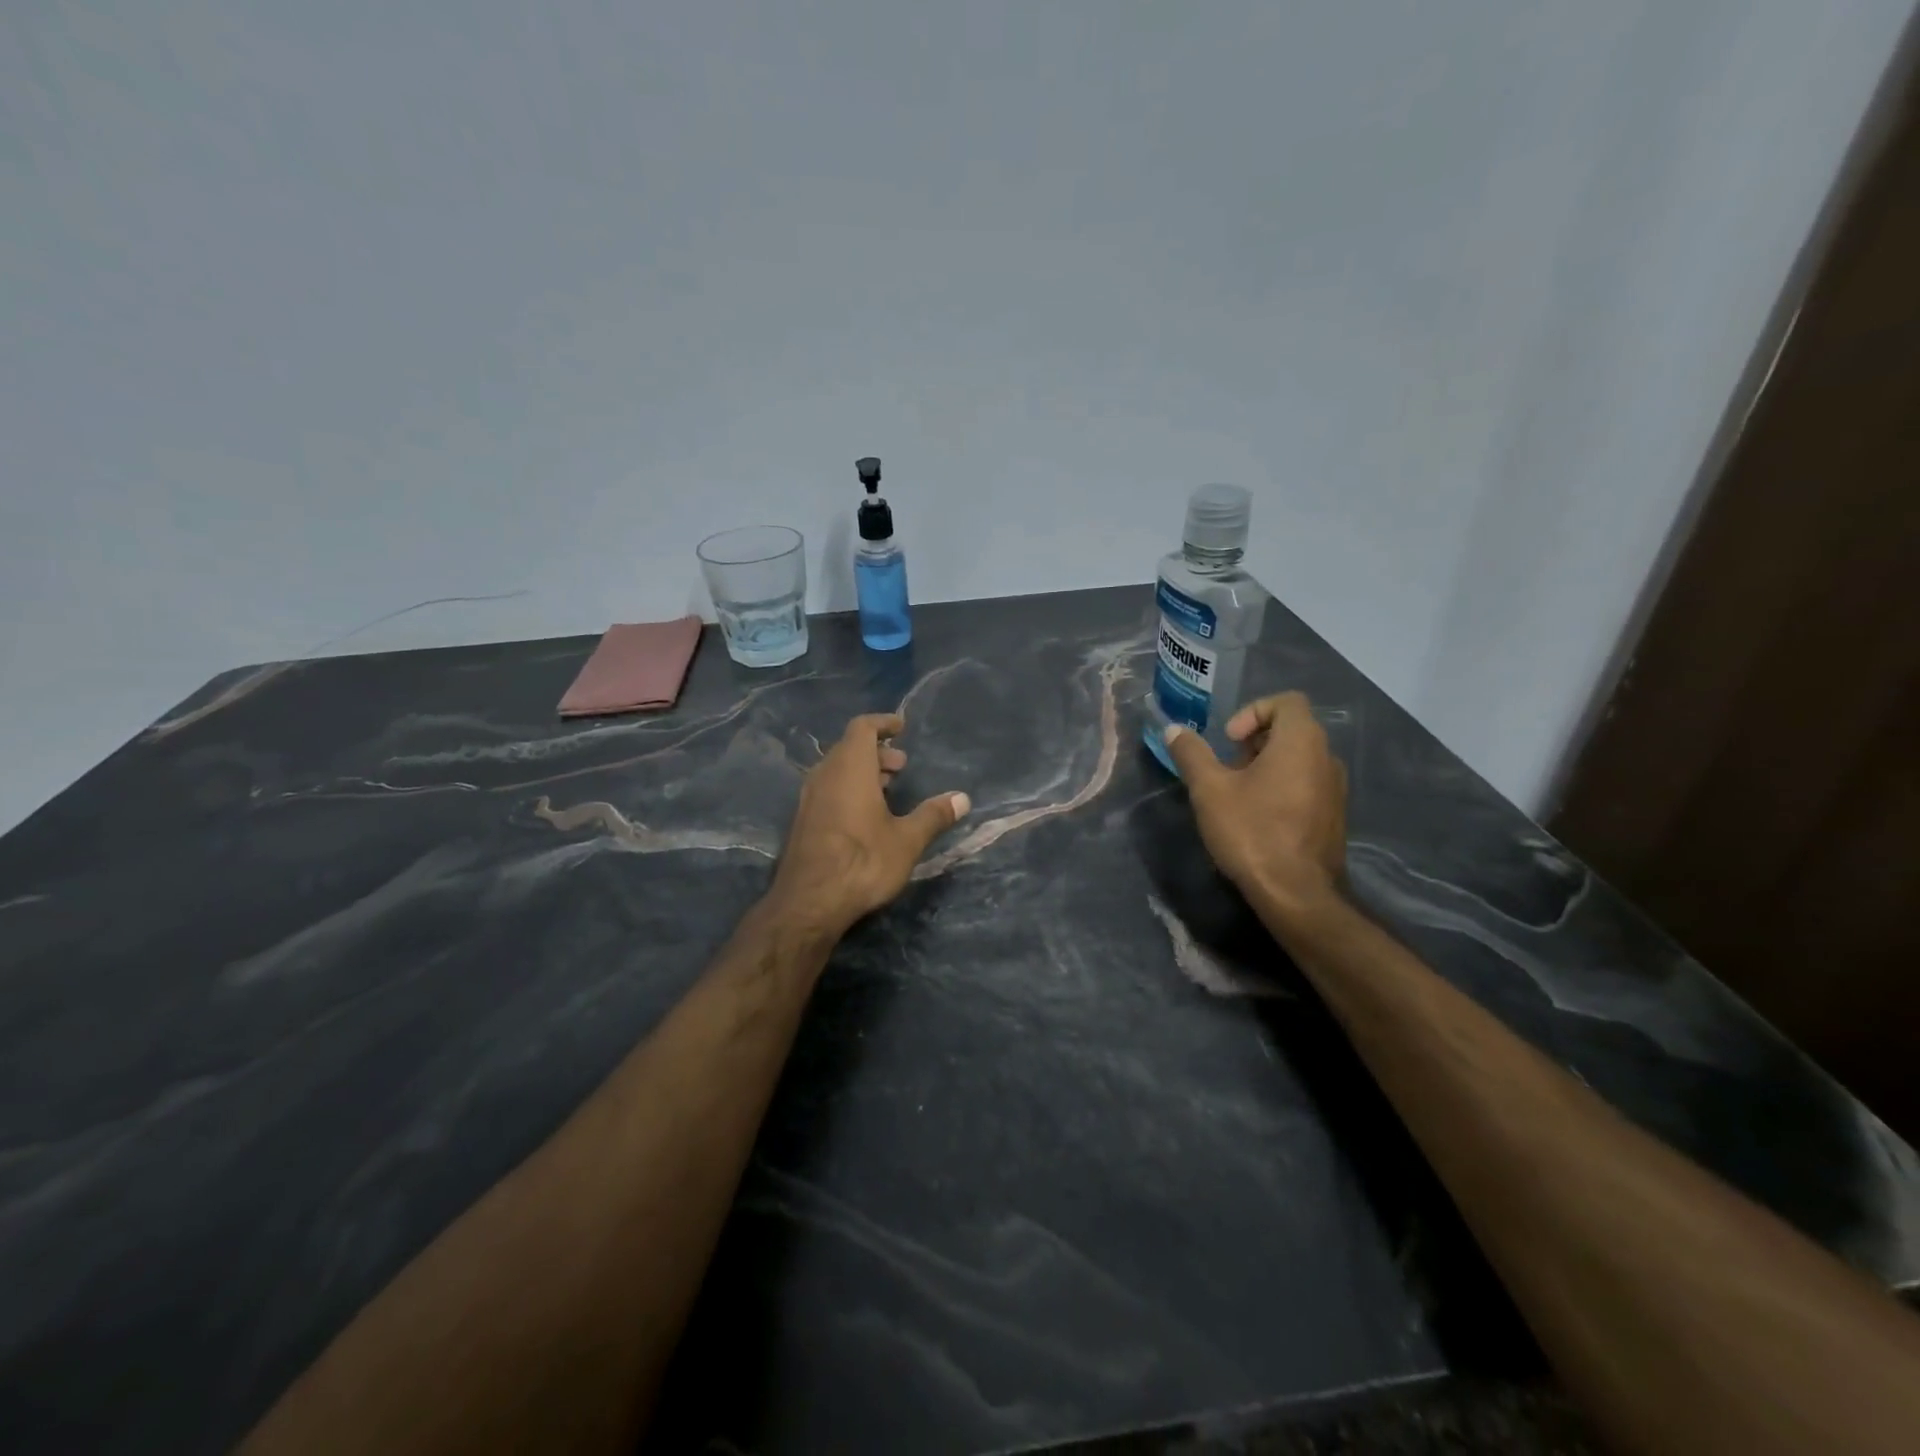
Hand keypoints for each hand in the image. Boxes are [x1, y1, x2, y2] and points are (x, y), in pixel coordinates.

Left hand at [768, 713, 969, 936]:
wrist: (809, 902)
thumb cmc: (863, 862)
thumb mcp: (907, 840)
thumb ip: (933, 815)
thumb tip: (963, 798)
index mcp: (850, 768)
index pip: (862, 727)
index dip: (882, 723)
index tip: (901, 727)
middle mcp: (824, 775)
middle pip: (848, 748)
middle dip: (877, 751)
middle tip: (901, 765)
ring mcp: (808, 799)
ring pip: (836, 770)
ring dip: (862, 771)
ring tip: (888, 788)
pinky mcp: (802, 821)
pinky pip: (827, 790)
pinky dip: (848, 788)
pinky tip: (865, 815)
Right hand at [1164, 692, 1346, 917]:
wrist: (1296, 894)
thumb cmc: (1252, 832)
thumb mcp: (1209, 790)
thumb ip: (1191, 754)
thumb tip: (1174, 730)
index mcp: (1301, 742)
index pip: (1286, 701)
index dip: (1253, 711)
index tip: (1229, 740)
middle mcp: (1326, 758)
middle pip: (1292, 729)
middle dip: (1254, 740)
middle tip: (1226, 767)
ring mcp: (1335, 789)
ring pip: (1299, 759)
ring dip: (1266, 765)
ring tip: (1237, 793)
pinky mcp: (1333, 816)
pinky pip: (1306, 784)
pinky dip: (1281, 786)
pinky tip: (1257, 817)